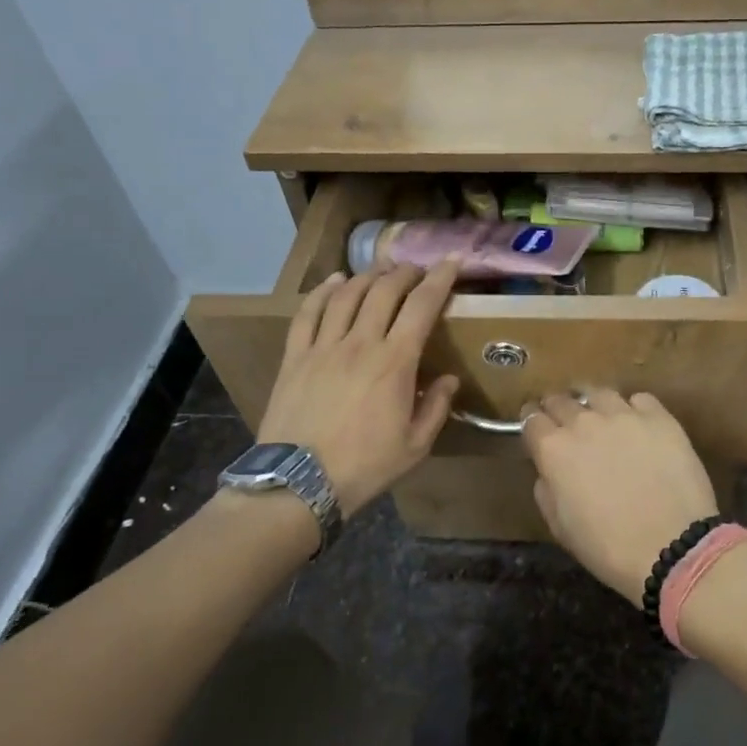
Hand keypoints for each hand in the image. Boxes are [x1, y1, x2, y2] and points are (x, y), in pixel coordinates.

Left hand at [255, 263, 460, 518]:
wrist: (299, 483)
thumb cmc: (364, 467)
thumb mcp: (415, 446)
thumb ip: (436, 407)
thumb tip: (449, 378)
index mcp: (395, 362)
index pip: (421, 306)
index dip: (439, 279)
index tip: (451, 262)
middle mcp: (360, 343)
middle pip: (384, 291)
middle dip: (404, 272)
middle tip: (416, 270)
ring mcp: (323, 346)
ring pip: (347, 294)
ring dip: (368, 276)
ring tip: (381, 271)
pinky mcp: (295, 356)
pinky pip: (308, 312)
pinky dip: (324, 291)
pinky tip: (335, 281)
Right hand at [520, 390, 717, 605]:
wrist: (672, 546)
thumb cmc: (608, 547)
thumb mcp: (560, 527)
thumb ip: (547, 490)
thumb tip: (548, 471)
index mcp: (554, 449)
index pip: (531, 420)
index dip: (531, 422)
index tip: (535, 428)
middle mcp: (584, 422)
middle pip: (561, 400)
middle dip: (557, 409)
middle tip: (564, 421)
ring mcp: (624, 415)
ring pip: (599, 393)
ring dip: (594, 404)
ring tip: (601, 417)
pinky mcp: (659, 417)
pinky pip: (639, 400)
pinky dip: (633, 408)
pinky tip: (638, 425)